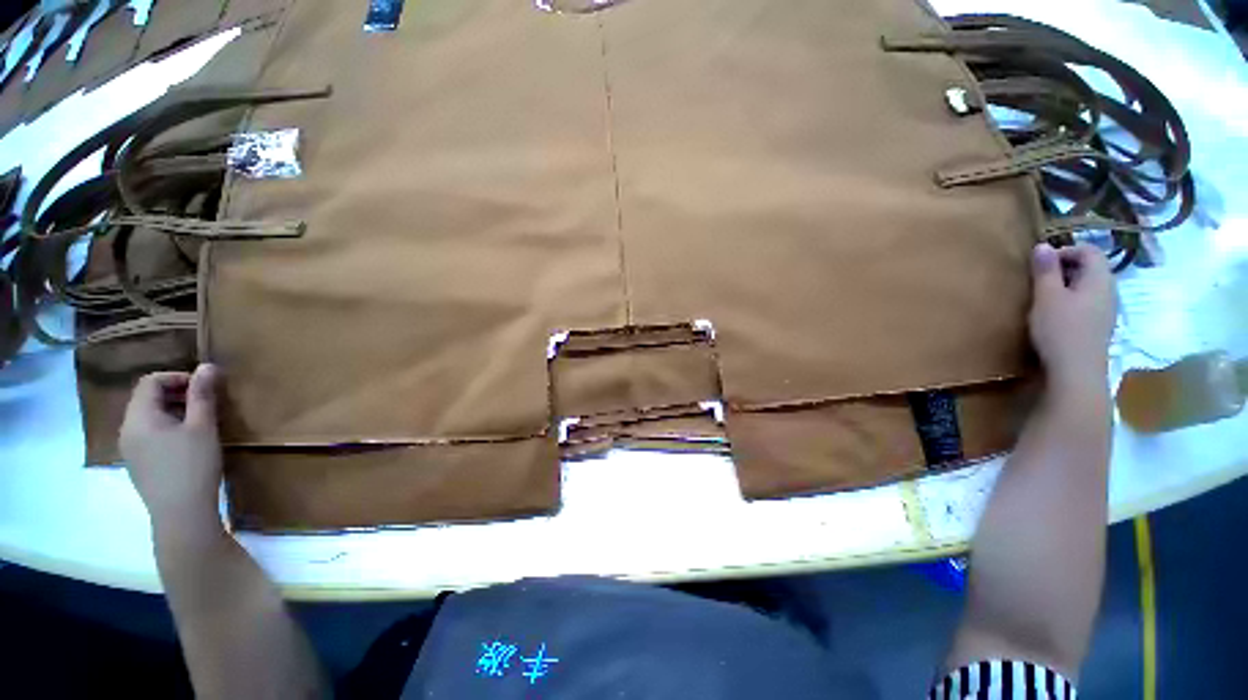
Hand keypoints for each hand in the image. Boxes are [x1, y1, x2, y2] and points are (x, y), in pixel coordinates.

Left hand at [119, 364, 223, 536]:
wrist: (181, 514)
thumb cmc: (192, 465)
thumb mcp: (202, 427)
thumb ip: (202, 395)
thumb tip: (207, 366)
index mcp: (139, 418)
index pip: (150, 382)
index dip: (177, 377)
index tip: (204, 387)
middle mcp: (127, 430)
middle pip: (146, 399)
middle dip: (176, 394)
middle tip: (205, 402)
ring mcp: (130, 449)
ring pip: (148, 418)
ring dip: (173, 411)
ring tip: (200, 422)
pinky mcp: (138, 464)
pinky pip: (148, 435)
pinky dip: (167, 428)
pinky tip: (187, 443)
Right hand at [1028, 243, 1115, 390]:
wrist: (1077, 371)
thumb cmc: (1061, 329)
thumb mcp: (1047, 297)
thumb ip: (1045, 270)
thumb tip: (1043, 246)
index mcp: (1100, 279)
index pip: (1089, 251)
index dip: (1066, 250)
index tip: (1041, 262)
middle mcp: (1109, 291)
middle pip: (1091, 268)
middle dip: (1065, 268)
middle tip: (1039, 279)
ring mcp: (1106, 311)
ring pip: (1088, 287)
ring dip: (1067, 286)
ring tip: (1044, 297)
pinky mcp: (1099, 327)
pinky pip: (1087, 303)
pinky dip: (1071, 301)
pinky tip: (1055, 315)